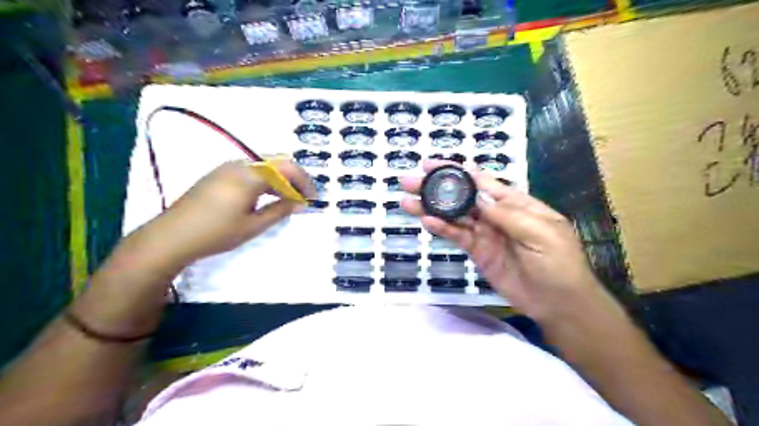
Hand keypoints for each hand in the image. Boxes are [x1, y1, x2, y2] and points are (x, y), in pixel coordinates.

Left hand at [130, 158, 313, 268]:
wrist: (171, 237)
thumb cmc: (216, 233)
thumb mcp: (253, 225)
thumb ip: (280, 210)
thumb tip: (301, 203)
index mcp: (250, 175)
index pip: (287, 168)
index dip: (304, 181)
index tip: (313, 198)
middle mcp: (240, 165)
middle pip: (277, 161)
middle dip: (294, 177)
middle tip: (302, 197)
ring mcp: (227, 168)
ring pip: (264, 165)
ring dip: (280, 178)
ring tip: (287, 199)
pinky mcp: (219, 174)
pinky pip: (251, 170)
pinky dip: (265, 180)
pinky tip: (266, 196)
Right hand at [403, 161, 605, 320]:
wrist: (558, 303)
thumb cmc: (558, 263)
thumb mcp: (541, 233)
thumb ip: (508, 214)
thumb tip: (479, 195)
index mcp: (514, 203)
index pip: (481, 181)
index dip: (457, 171)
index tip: (431, 165)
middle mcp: (495, 214)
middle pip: (461, 196)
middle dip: (436, 187)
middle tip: (409, 182)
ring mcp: (484, 233)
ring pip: (454, 216)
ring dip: (431, 208)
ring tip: (407, 202)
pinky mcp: (477, 252)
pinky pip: (457, 237)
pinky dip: (442, 229)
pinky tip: (427, 222)